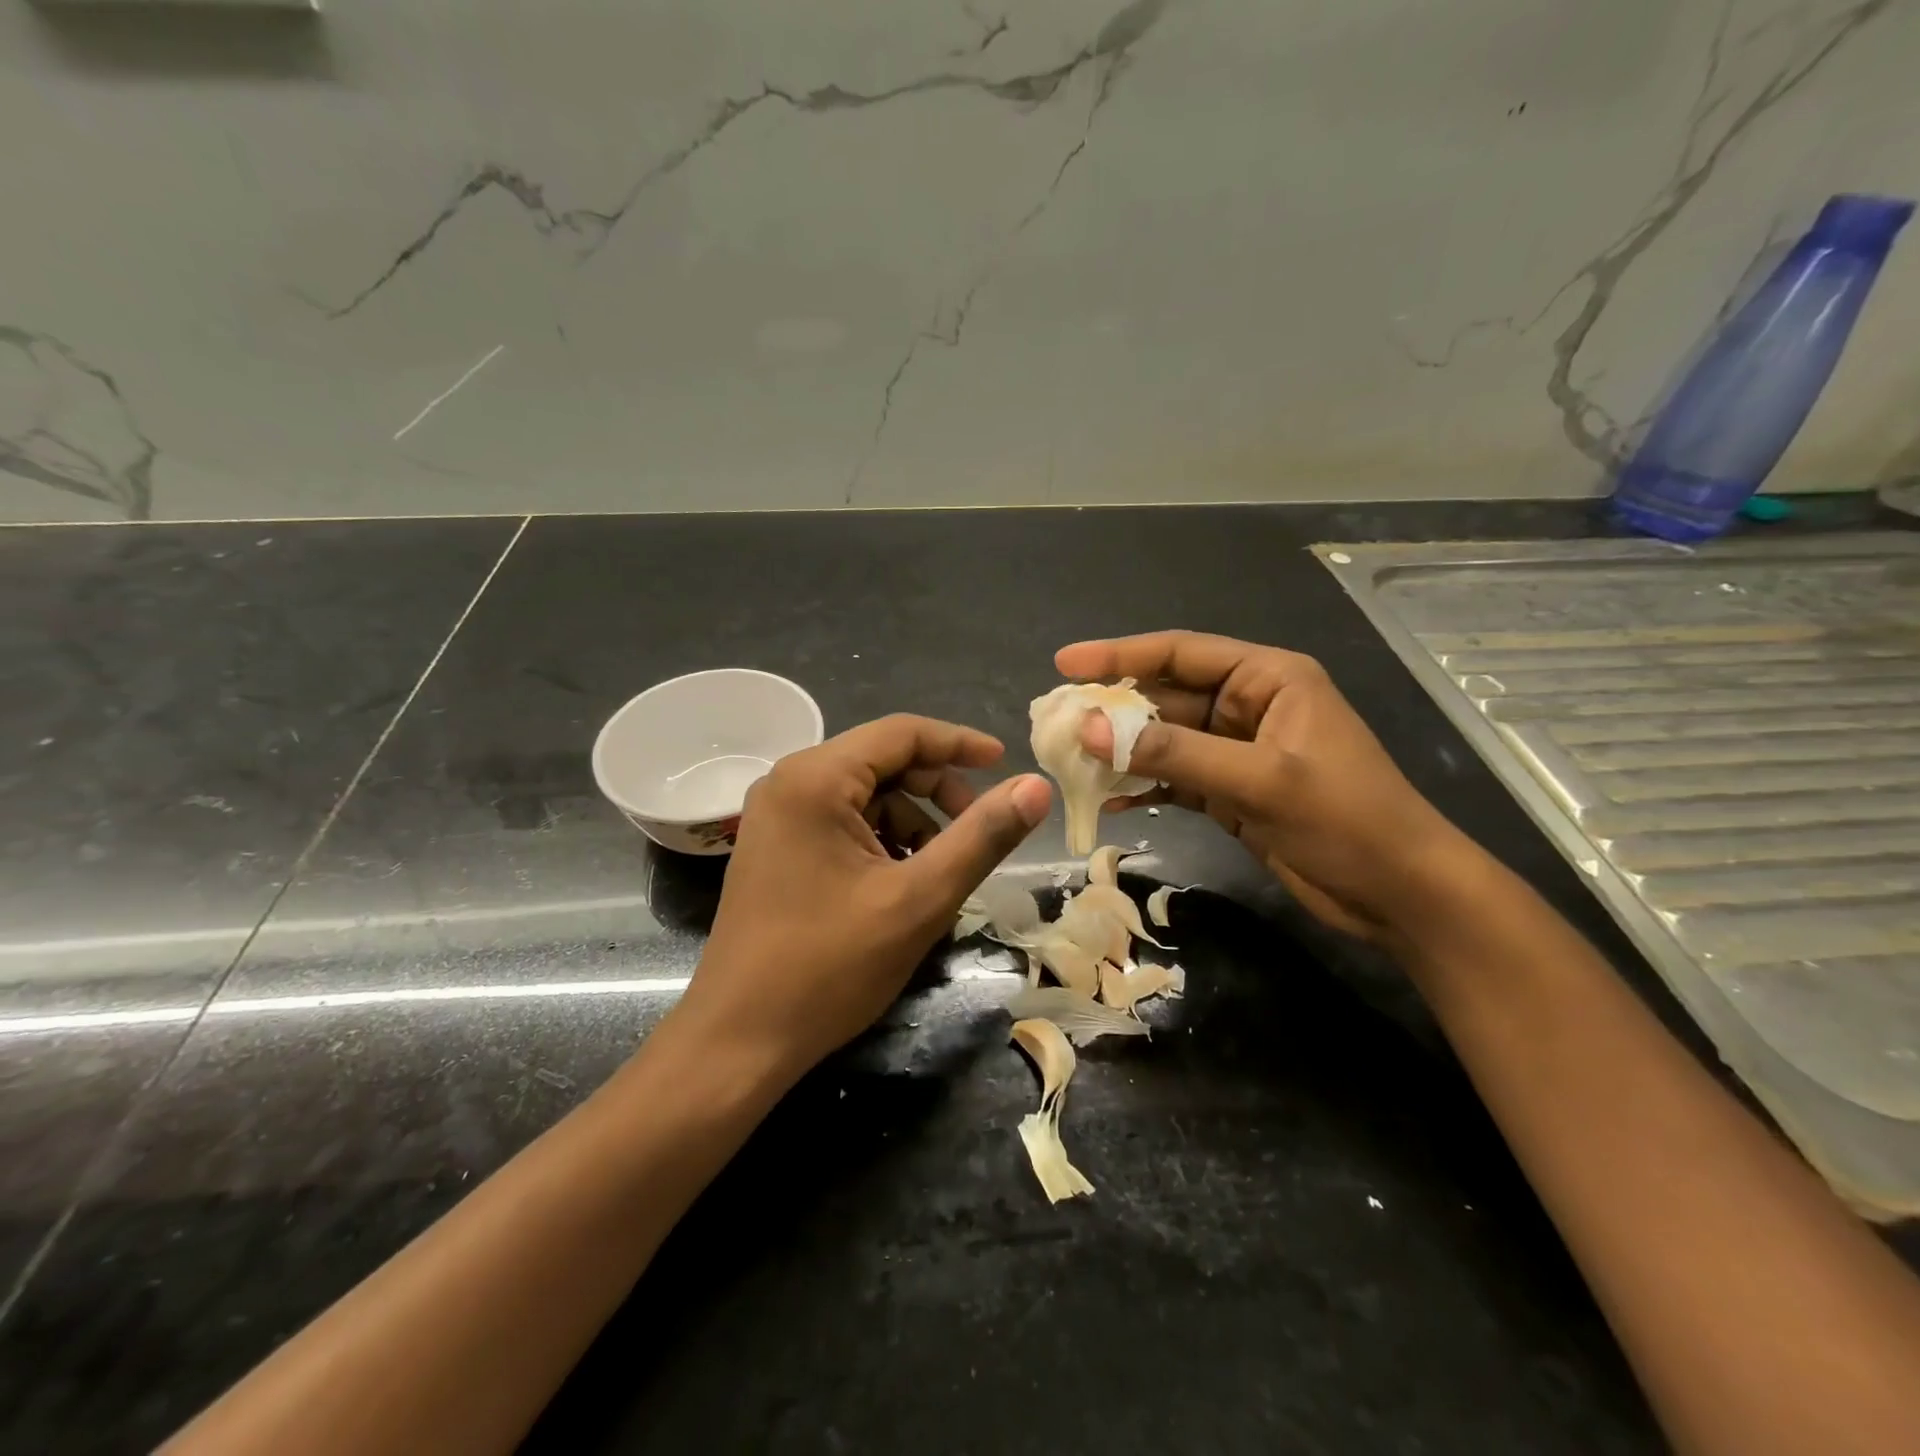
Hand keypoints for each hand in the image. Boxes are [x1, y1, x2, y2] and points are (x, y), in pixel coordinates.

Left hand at [676, 714, 1051, 1081]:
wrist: (738, 1041)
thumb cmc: (829, 967)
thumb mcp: (920, 899)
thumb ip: (982, 837)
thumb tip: (1037, 787)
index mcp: (815, 778)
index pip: (902, 732)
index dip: (960, 743)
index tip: (1006, 763)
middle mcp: (788, 782)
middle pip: (882, 762)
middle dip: (936, 792)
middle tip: (976, 832)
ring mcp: (776, 817)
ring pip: (865, 797)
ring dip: (912, 823)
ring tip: (936, 875)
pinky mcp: (775, 848)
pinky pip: (842, 824)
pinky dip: (881, 842)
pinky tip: (899, 886)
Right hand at [1056, 632, 1470, 942]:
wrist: (1401, 893)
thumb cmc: (1345, 820)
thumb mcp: (1258, 780)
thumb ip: (1174, 752)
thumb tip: (1090, 729)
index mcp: (1268, 678)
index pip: (1181, 653)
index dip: (1120, 655)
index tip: (1066, 664)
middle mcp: (1250, 705)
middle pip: (1167, 697)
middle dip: (1114, 710)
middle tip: (1057, 721)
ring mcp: (1240, 750)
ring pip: (1167, 740)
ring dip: (1123, 751)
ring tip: (1070, 761)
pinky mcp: (1233, 790)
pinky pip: (1176, 777)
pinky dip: (1145, 786)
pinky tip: (1108, 800)